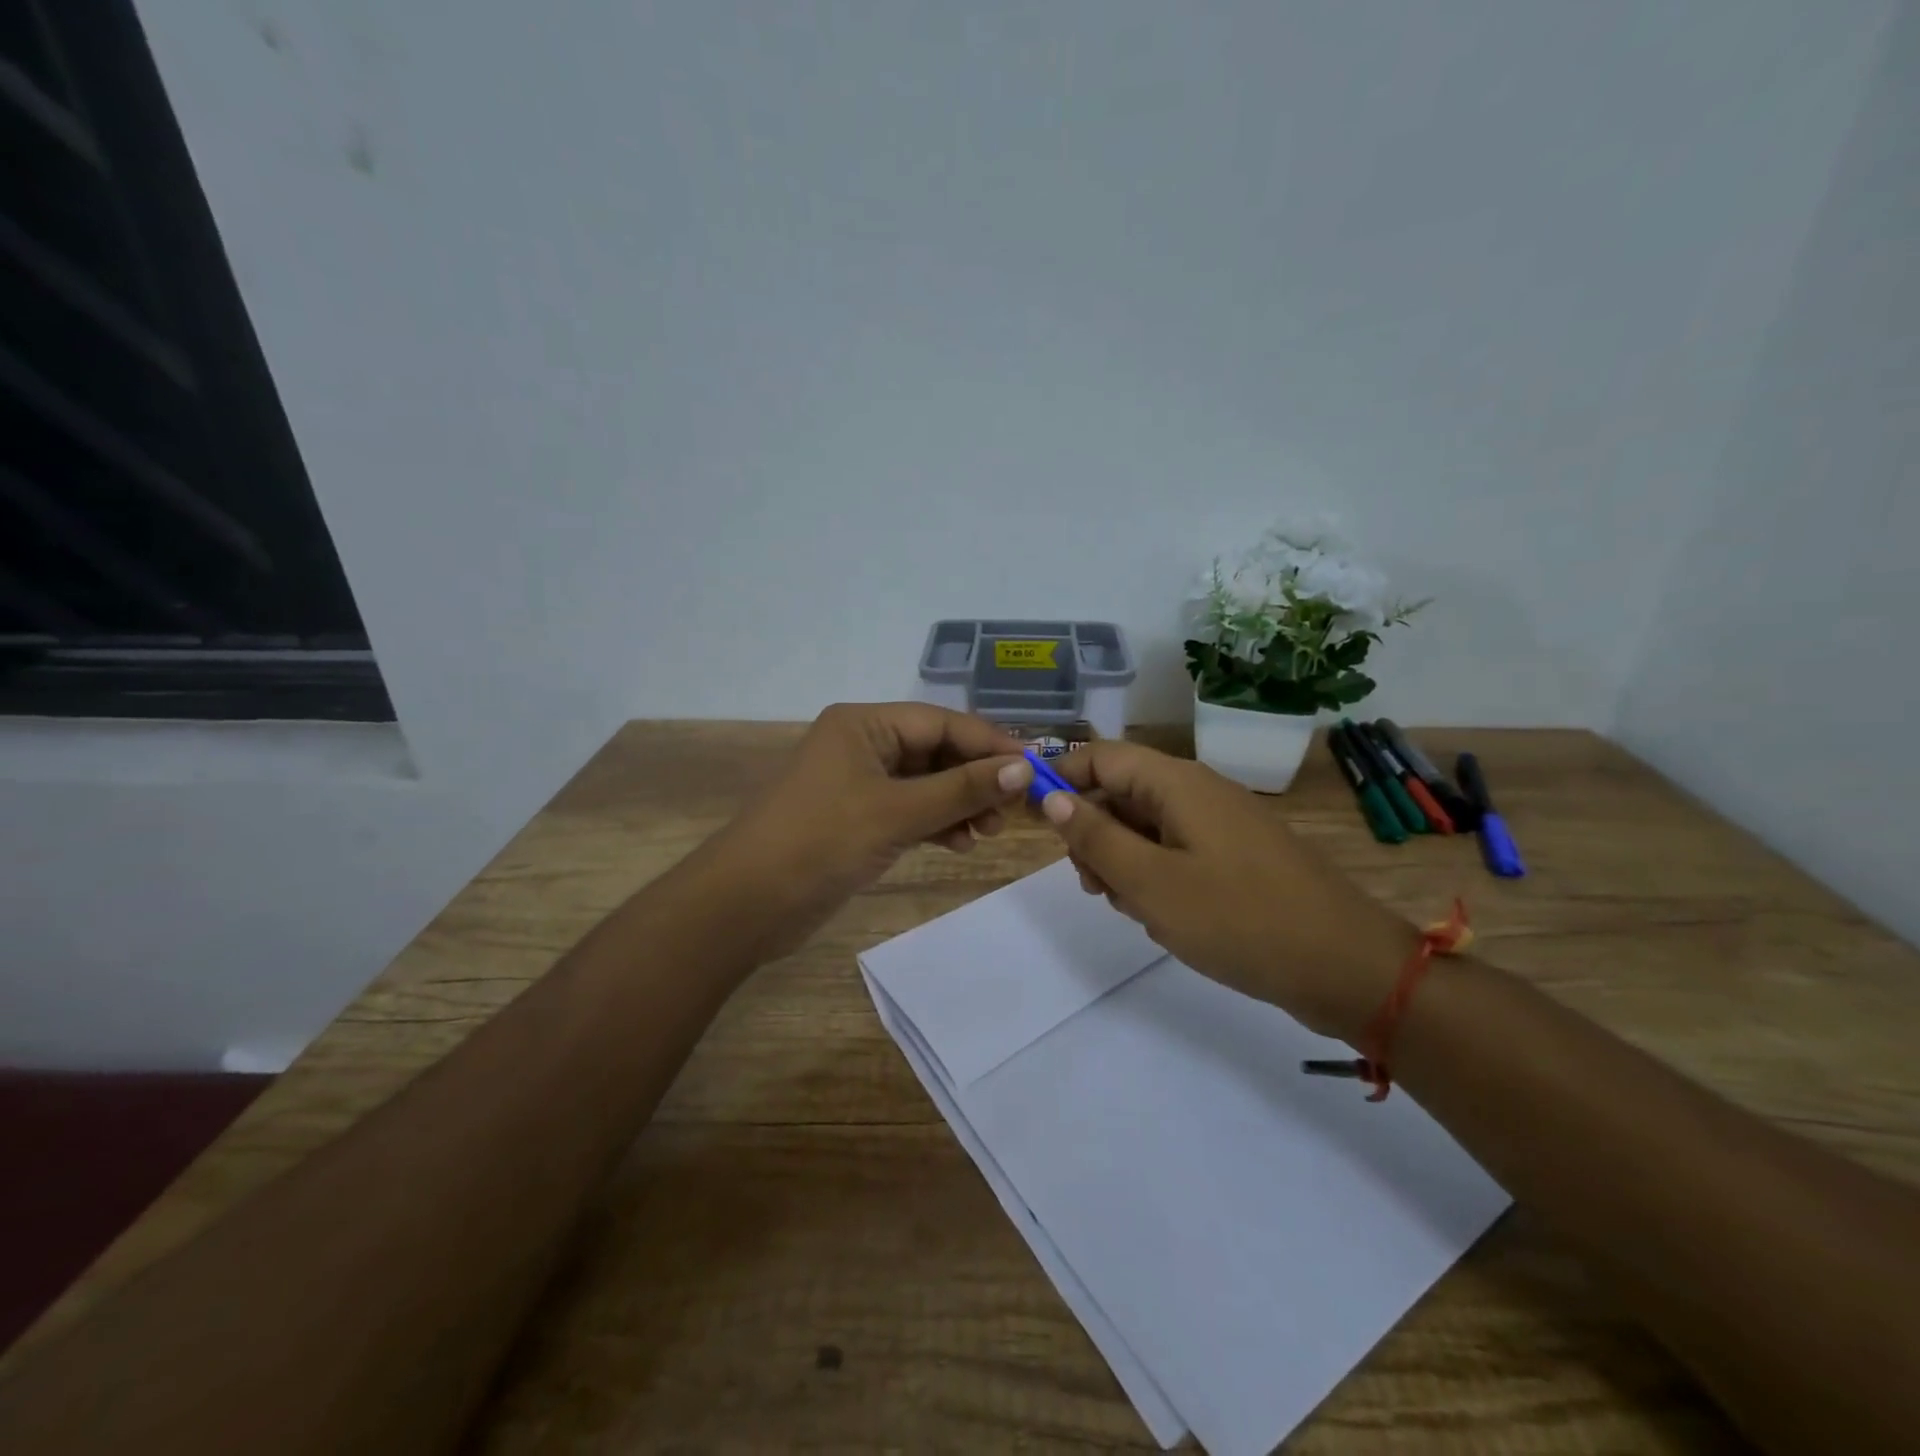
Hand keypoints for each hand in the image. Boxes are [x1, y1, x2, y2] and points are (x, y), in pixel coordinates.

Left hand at [713, 702, 1033, 954]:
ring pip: (925, 784)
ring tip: (988, 833)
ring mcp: (858, 783)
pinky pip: (910, 810)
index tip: (1034, 768)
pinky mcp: (857, 819)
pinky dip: (936, 824)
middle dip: (975, 779)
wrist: (747, 904)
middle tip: (1011, 811)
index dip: (989, 744)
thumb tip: (1023, 769)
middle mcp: (862, 745)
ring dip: (959, 804)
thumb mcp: (897, 812)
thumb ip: (961, 790)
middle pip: (935, 752)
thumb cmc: (821, 841)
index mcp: (863, 724)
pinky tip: (960, 844)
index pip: (940, 722)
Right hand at [1041, 741, 1417, 1041]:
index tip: (1031, 818)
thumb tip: (1052, 796)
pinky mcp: (1237, 856)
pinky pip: (1177, 850)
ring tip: (1130, 907)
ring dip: (1123, 859)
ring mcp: (1222, 824)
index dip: (1060, 779)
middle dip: (1093, 831)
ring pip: (1147, 826)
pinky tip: (1162, 915)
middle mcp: (1199, 791)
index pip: (1101, 757)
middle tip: (1090, 884)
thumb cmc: (1239, 919)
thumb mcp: (1150, 882)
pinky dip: (1155, 875)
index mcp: (1177, 783)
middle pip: (1122, 791)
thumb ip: (1095, 837)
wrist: (1346, 967)